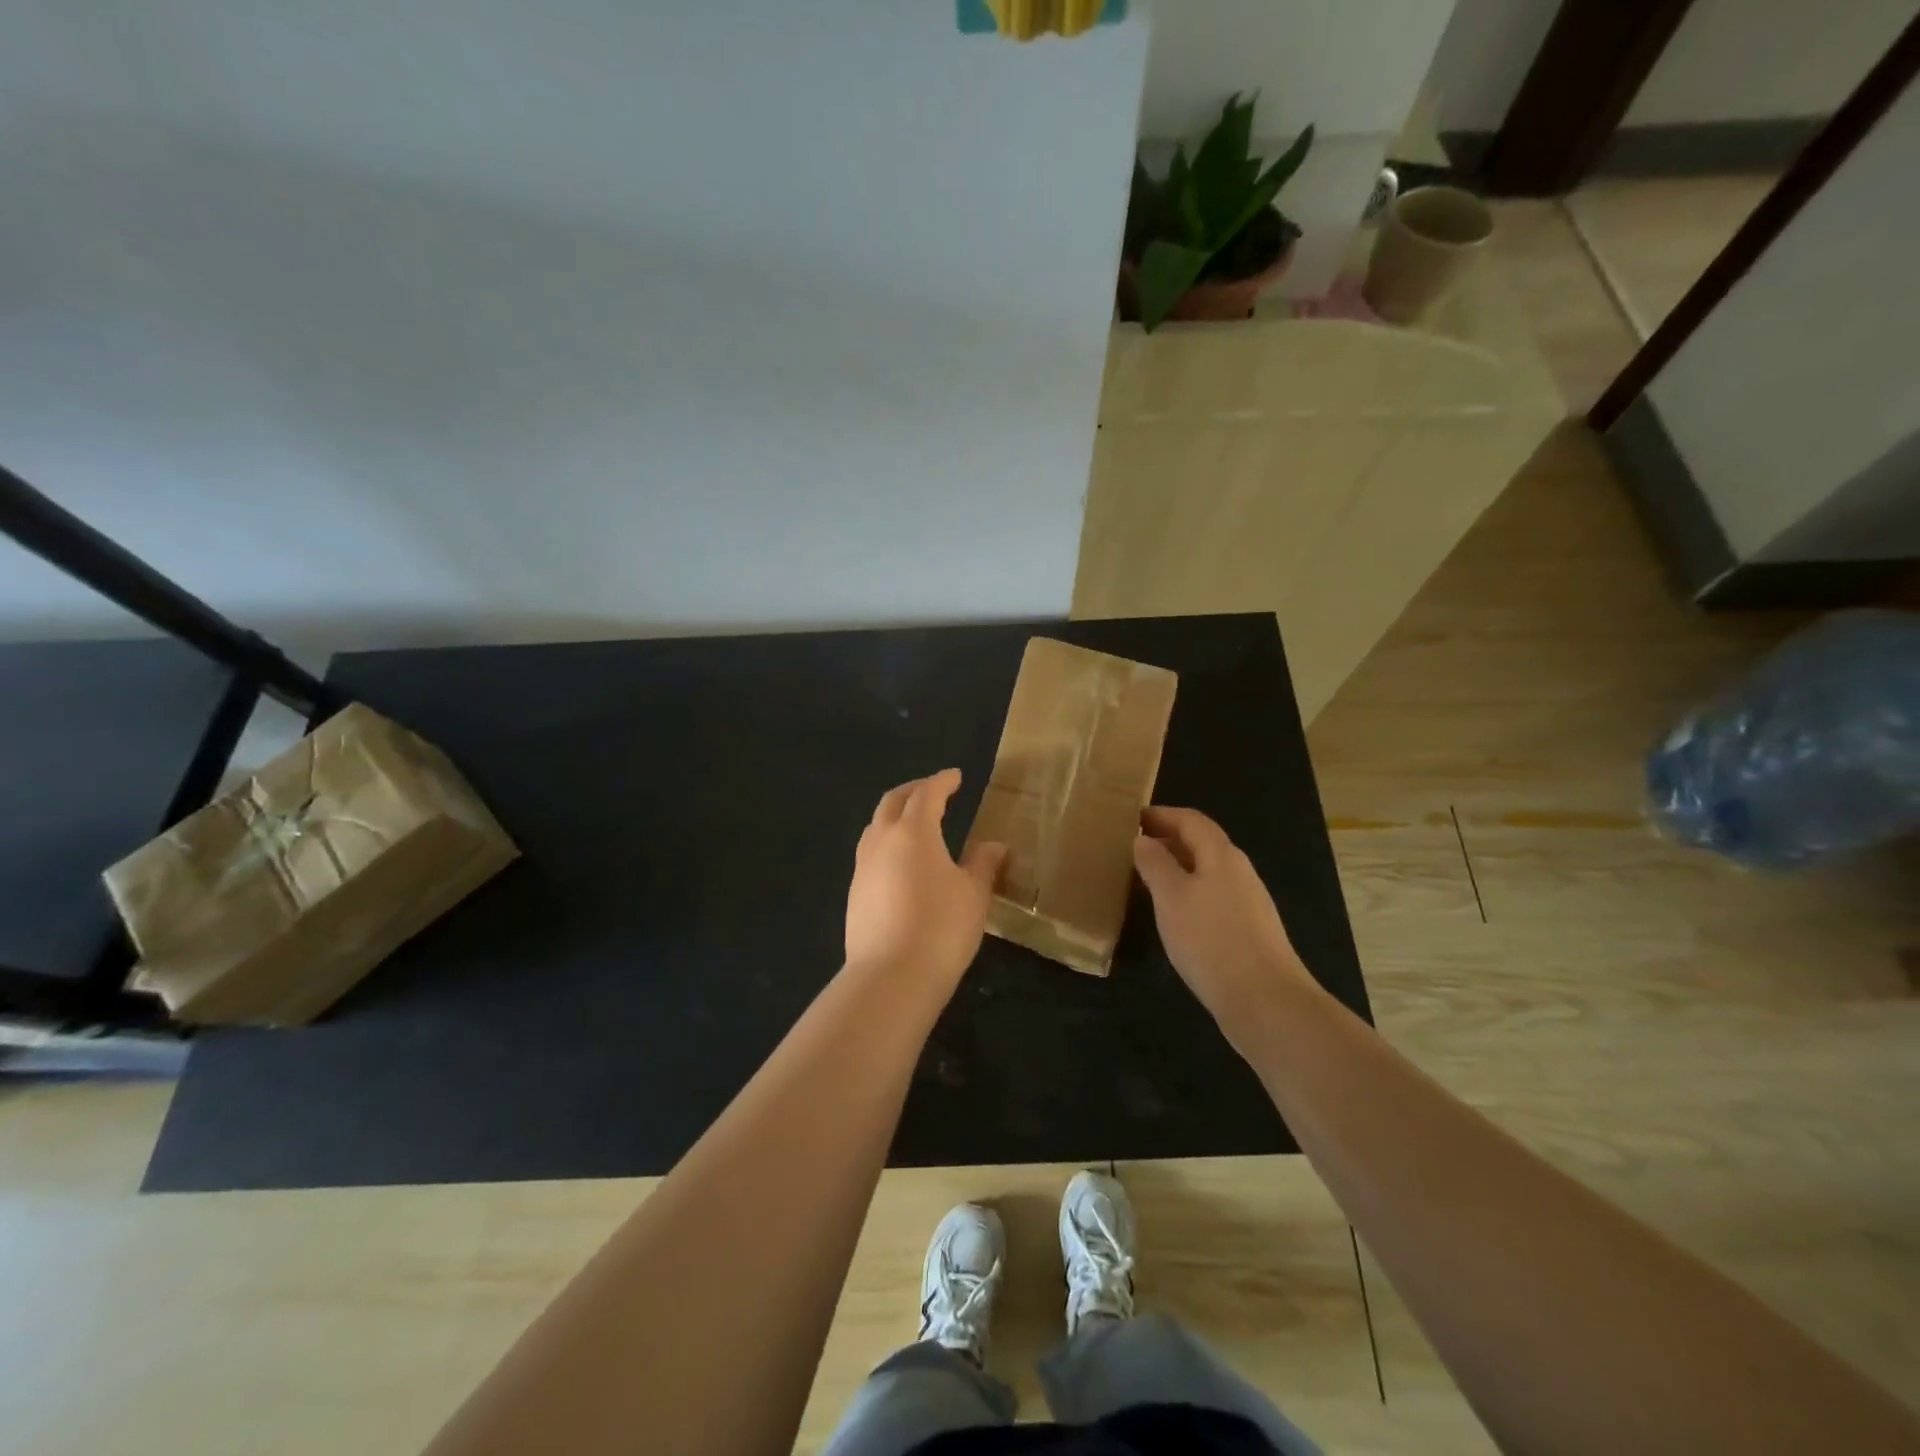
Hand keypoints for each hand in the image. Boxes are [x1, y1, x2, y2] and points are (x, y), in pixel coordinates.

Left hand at [846, 769, 1006, 992]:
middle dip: (914, 790)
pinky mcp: (854, 893)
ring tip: (914, 823)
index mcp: (914, 831)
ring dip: (895, 815)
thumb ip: (983, 864)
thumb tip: (994, 846)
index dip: (942, 782)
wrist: (890, 977)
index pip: (927, 794)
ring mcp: (863, 867)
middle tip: (933, 790)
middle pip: (893, 801)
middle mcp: (882, 840)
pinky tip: (900, 862)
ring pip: (876, 826)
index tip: (955, 777)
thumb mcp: (973, 894)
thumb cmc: (941, 927)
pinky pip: (870, 853)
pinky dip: (887, 842)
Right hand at [1133, 806, 1314, 1046]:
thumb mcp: (1171, 897)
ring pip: (1207, 871)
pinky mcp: (1249, 931)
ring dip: (1178, 867)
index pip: (1190, 820)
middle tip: (1133, 847)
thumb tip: (1142, 839)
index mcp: (1221, 855)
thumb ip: (1155, 864)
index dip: (1161, 814)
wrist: (1265, 1001)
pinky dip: (1189, 892)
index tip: (1132, 818)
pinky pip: (1213, 896)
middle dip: (1168, 839)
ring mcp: (1248, 902)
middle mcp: (1239, 871)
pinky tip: (1174, 915)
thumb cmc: (1211, 940)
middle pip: (1202, 843)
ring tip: (1146, 879)